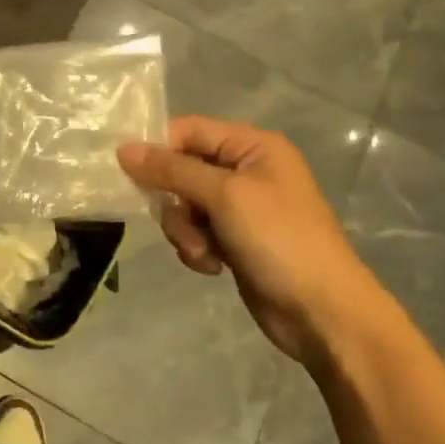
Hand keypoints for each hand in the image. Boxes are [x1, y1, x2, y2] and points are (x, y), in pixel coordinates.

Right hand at [118, 117, 395, 365]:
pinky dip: (197, 248)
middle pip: (180, 169)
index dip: (158, 149)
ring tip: (204, 252)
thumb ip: (171, 169)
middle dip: (175, 201)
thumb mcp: (224, 196)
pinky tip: (213, 267)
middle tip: (184, 222)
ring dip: (185, 230)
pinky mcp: (234, 239)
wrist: (322, 312)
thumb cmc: (279, 240)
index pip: (188, 130)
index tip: (132, 175)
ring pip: (183, 205)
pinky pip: (195, 232)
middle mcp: (246, 170)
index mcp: (253, 146)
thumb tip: (122, 149)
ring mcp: (240, 207)